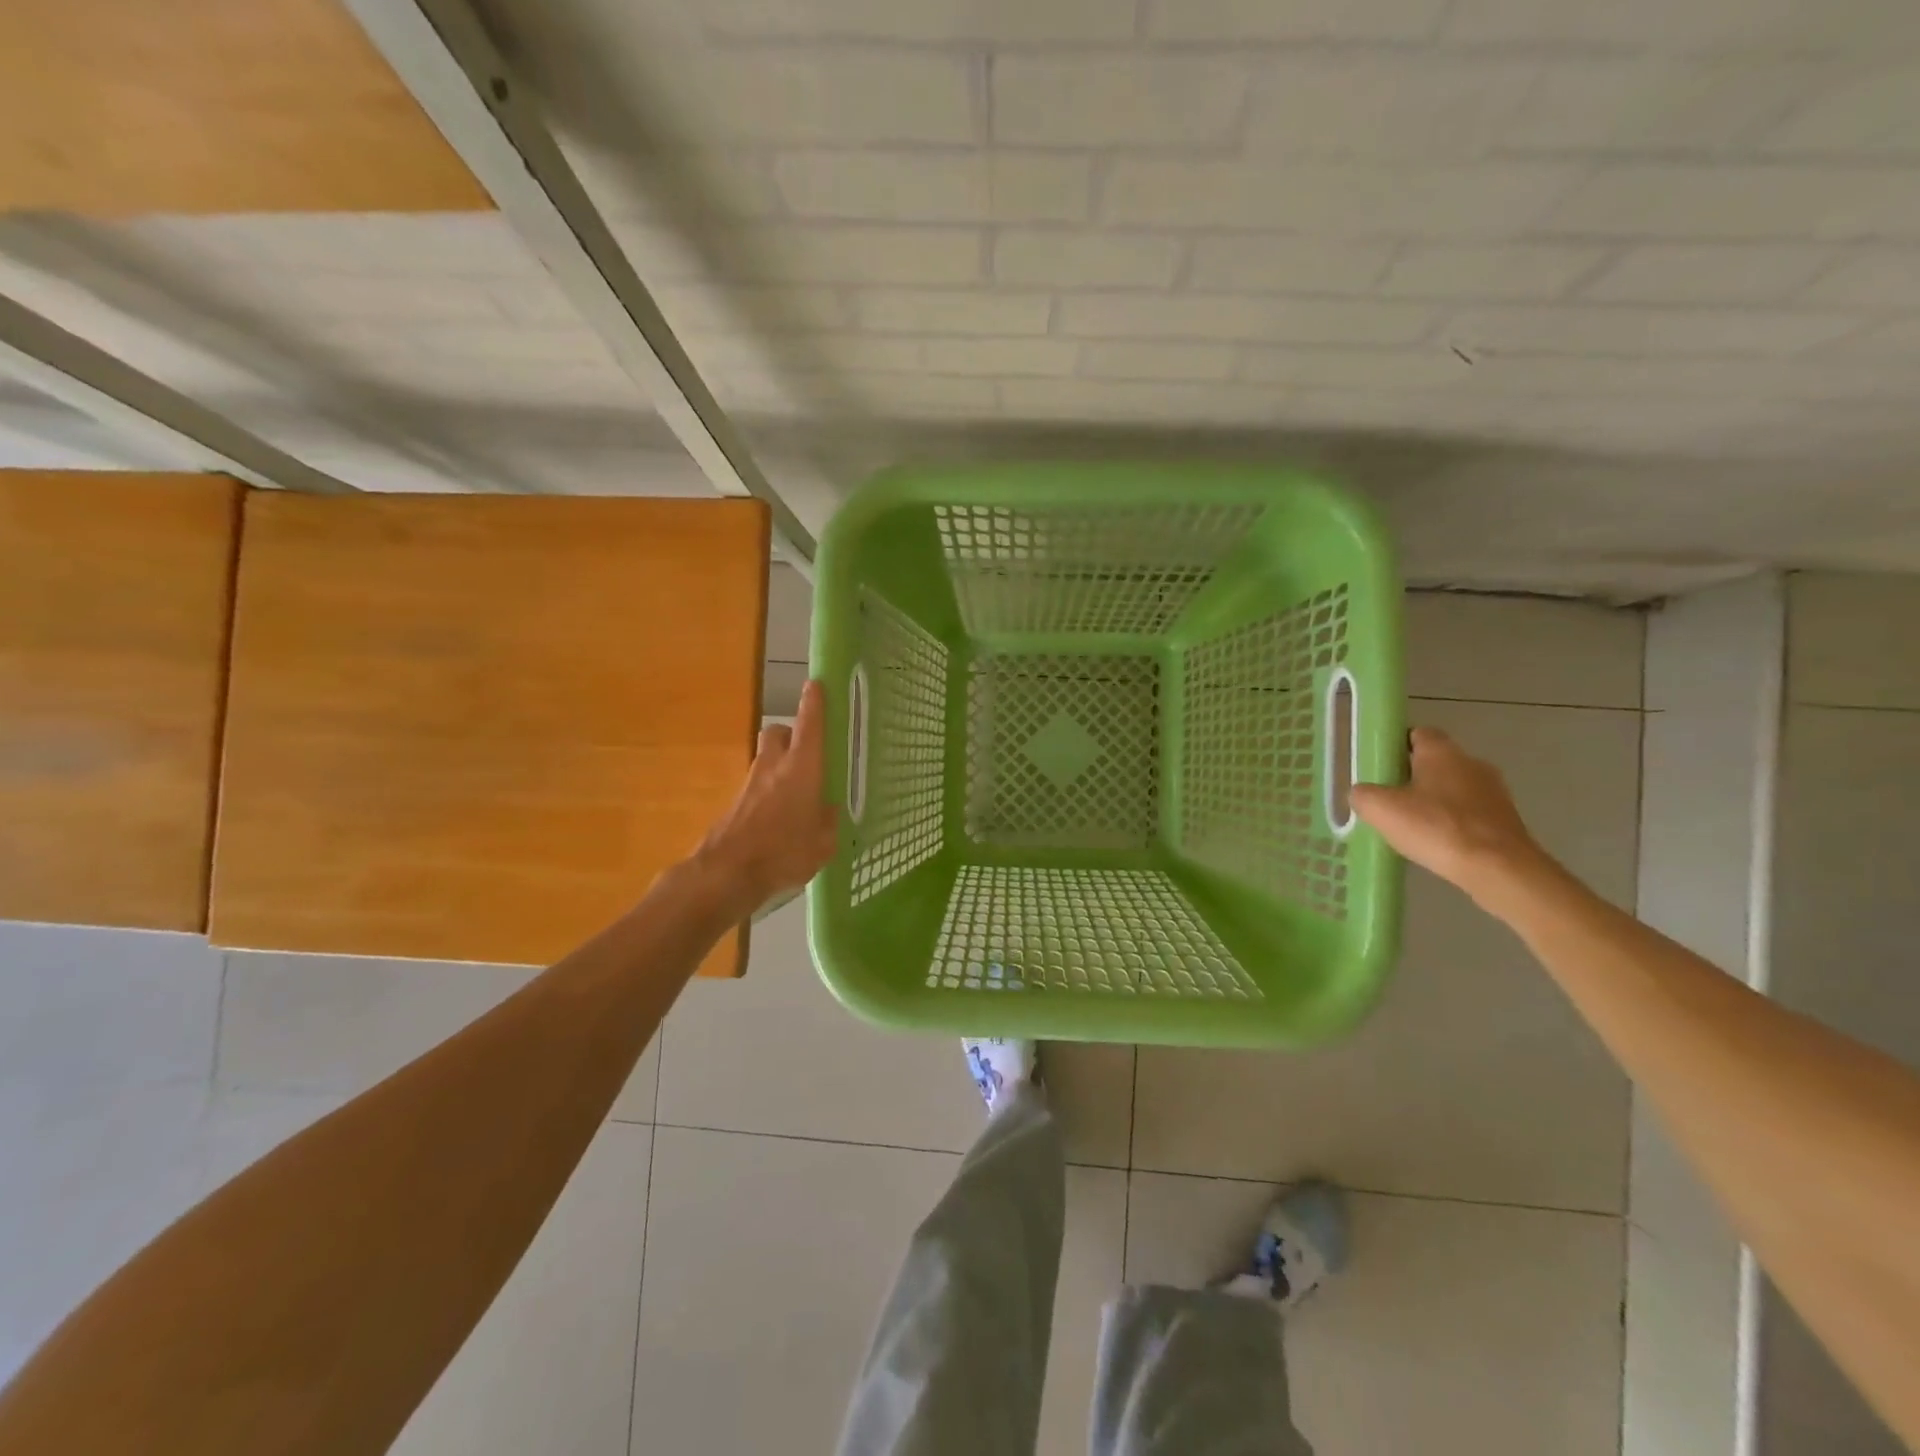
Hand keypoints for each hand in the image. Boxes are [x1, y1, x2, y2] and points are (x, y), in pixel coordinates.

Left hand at [693, 679, 838, 917]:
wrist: (727, 873)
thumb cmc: (784, 851)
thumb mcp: (824, 842)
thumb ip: (829, 821)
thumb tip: (828, 810)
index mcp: (802, 767)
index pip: (810, 723)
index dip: (814, 702)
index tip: (816, 684)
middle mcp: (774, 765)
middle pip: (780, 733)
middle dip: (792, 735)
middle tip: (809, 752)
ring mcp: (751, 783)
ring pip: (767, 759)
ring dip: (780, 765)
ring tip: (799, 792)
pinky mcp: (736, 803)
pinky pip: (758, 787)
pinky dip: (769, 793)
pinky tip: (781, 818)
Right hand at [1350, 726, 1546, 903]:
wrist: (1499, 869)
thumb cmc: (1437, 828)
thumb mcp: (1380, 809)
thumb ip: (1363, 795)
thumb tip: (1362, 793)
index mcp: (1442, 752)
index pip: (1417, 733)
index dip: (1396, 746)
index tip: (1378, 765)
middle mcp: (1472, 763)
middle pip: (1435, 762)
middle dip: (1412, 776)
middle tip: (1387, 798)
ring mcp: (1494, 792)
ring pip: (1453, 788)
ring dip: (1433, 801)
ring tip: (1411, 825)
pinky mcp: (1506, 820)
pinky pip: (1469, 813)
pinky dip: (1452, 822)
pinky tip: (1437, 843)